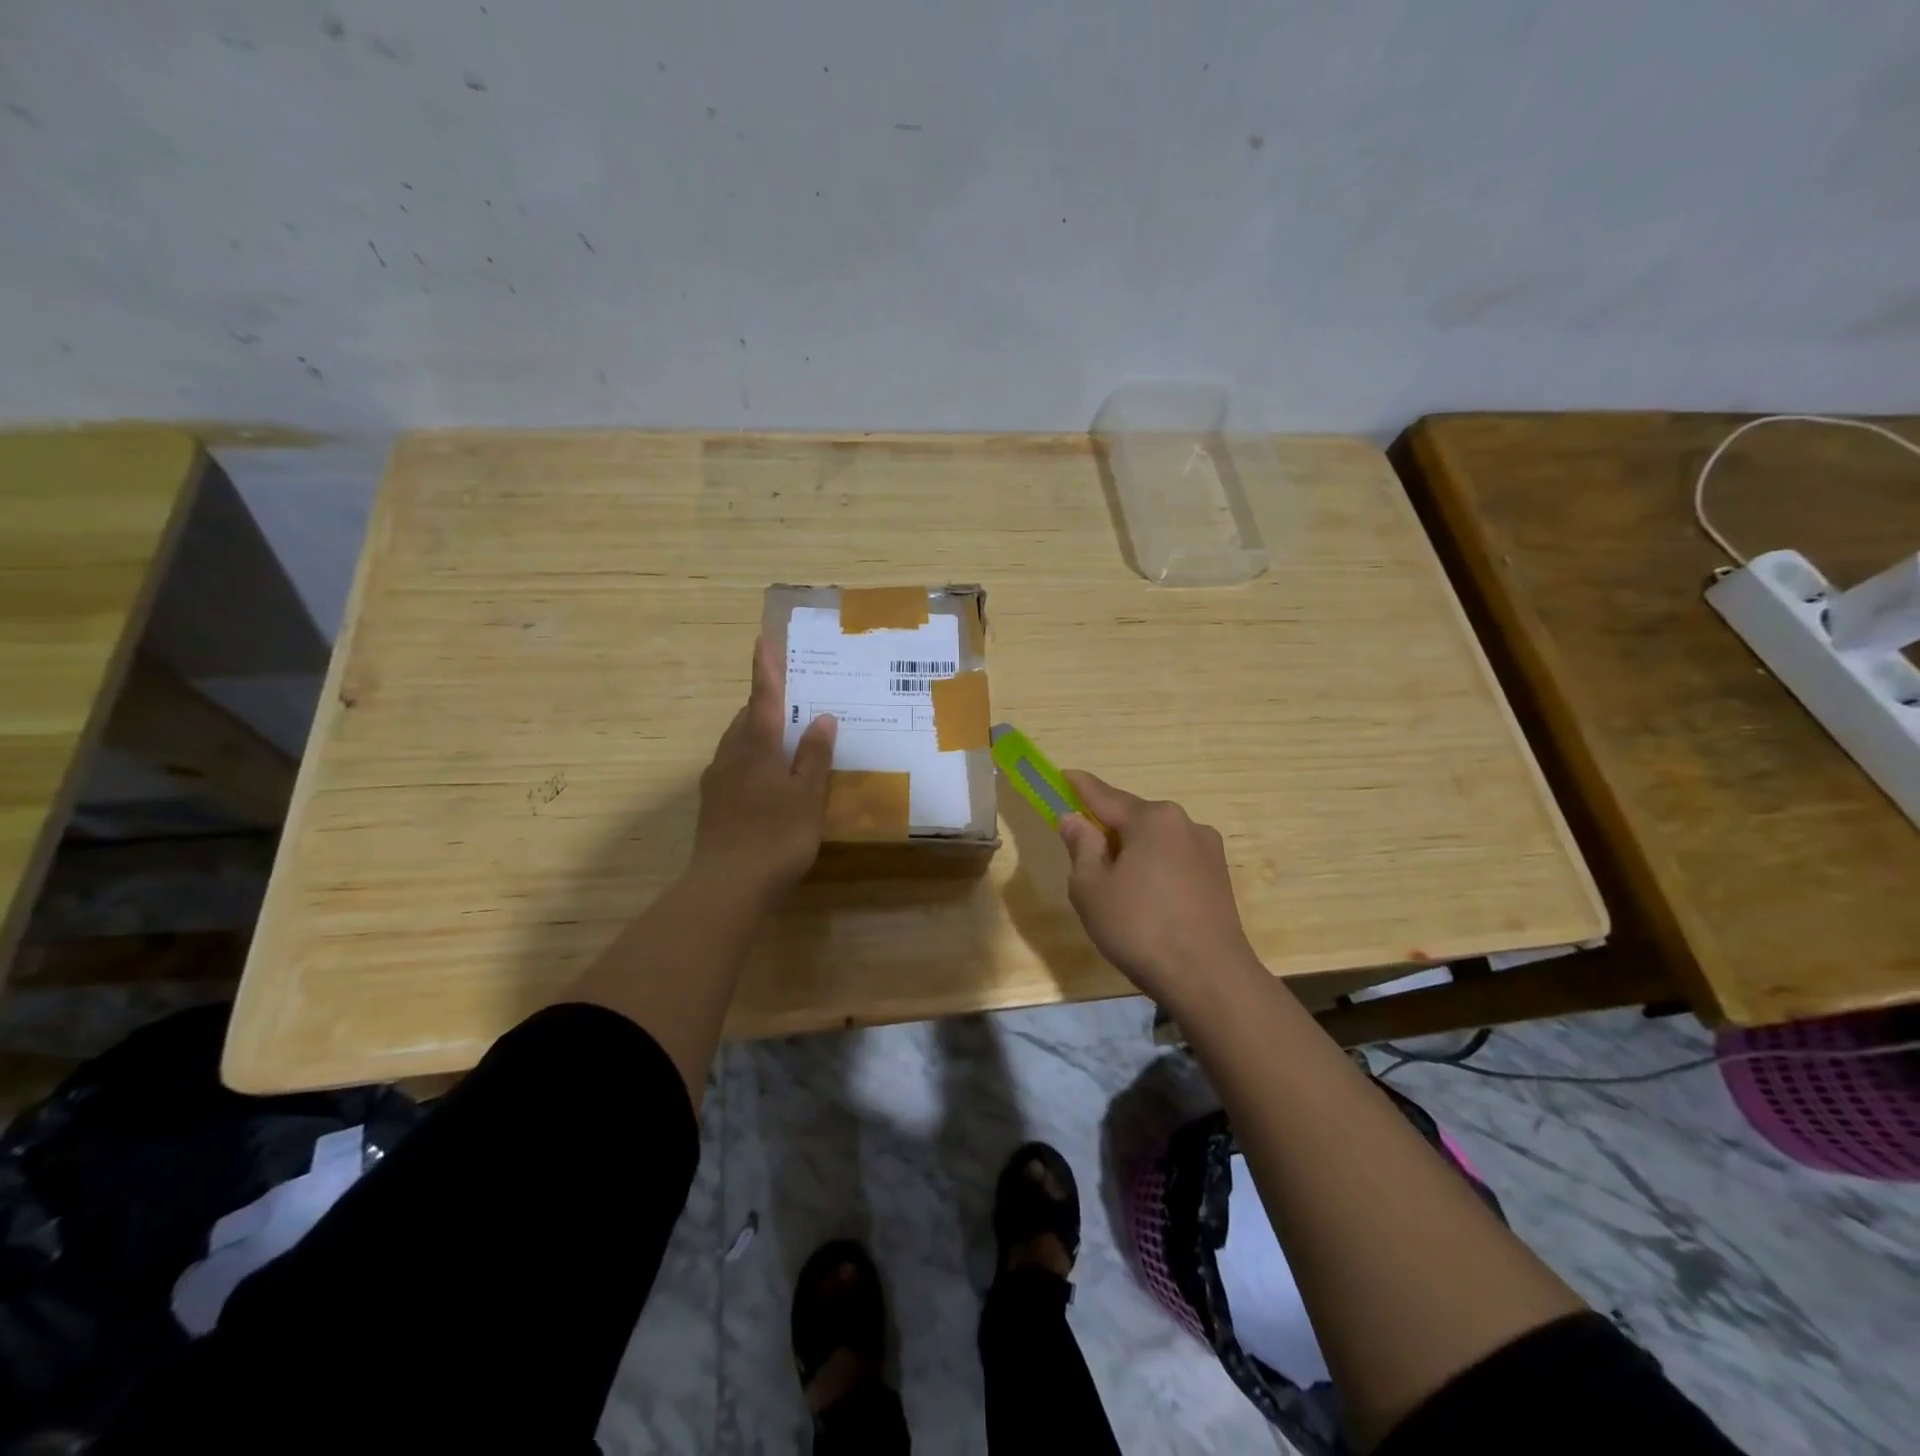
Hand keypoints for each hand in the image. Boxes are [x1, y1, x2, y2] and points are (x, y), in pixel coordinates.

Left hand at [692, 637, 835, 901]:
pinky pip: (734, 767)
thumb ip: (814, 755)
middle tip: (793, 701)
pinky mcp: (713, 805)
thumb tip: (822, 717)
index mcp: (755, 746)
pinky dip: (752, 760)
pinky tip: (769, 780)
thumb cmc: (775, 836)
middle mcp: (730, 755)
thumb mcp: (807, 795)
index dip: (765, 669)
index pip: (762, 697)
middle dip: (766, 705)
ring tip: (785, 739)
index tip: (762, 640)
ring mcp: (717, 781)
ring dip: (758, 734)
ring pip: (738, 744)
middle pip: (746, 718)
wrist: (727, 886)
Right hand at [1057, 771, 1259, 1004]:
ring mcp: (1207, 850)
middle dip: (1107, 828)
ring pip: (1156, 841)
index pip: (1105, 796)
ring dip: (1133, 851)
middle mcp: (1184, 823)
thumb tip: (1075, 820)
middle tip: (1083, 850)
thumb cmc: (1140, 928)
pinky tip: (1146, 900)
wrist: (1210, 978)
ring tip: (1116, 887)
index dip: (1079, 787)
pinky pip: (1174, 861)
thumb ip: (1081, 847)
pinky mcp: (1219, 878)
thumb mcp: (1091, 888)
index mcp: (1152, 819)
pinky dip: (1154, 869)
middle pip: (1134, 818)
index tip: (1063, 775)